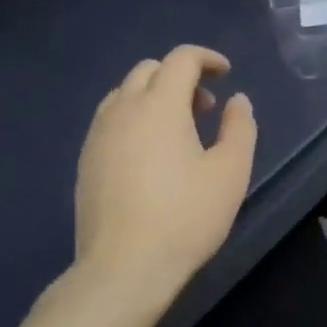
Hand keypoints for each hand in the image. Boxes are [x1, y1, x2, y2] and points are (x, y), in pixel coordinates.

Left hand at [71, 46, 256, 313]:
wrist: (124, 268)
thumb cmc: (186, 216)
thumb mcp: (230, 171)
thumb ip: (239, 127)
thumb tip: (236, 100)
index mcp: (159, 104)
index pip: (180, 59)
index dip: (206, 58)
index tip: (226, 73)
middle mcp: (123, 109)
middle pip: (149, 70)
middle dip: (180, 77)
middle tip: (205, 107)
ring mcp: (98, 134)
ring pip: (125, 93)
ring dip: (155, 96)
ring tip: (179, 131)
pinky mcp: (86, 160)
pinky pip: (111, 119)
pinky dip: (135, 118)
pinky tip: (151, 154)